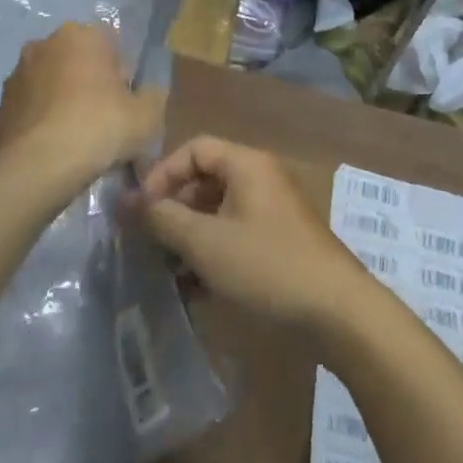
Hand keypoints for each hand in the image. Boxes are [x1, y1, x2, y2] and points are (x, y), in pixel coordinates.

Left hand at [0, 23, 163, 187]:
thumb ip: (153, 95)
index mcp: (81, 35)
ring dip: (62, 100)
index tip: (125, 102)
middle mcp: (44, 44)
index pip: (111, 44)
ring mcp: (16, 74)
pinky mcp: (0, 106)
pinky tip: (53, 148)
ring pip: (50, 83)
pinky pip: (31, 109)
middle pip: (77, 60)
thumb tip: (146, 93)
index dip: (122, 74)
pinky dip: (42, 121)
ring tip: (76, 138)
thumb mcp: (148, 115)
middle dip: (89, 83)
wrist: (39, 166)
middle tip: (103, 120)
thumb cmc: (100, 128)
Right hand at [136, 136, 374, 329]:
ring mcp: (272, 213)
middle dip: (172, 209)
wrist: (338, 314)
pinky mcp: (279, 244)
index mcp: (247, 165)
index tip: (140, 210)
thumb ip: (161, 218)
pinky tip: (193, 287)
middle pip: (205, 180)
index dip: (162, 174)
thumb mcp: (205, 242)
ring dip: (188, 236)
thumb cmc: (267, 266)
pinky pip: (235, 236)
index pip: (193, 149)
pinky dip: (211, 254)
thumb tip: (123, 201)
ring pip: (218, 213)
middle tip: (148, 241)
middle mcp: (261, 180)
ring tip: (166, 268)